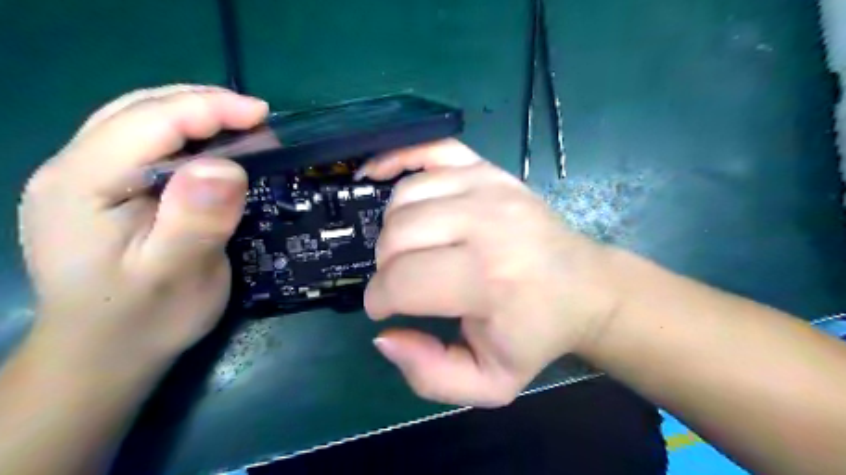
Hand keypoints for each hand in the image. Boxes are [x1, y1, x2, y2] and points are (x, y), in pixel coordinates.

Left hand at [19, 83, 265, 375]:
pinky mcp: (103, 190)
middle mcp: (72, 169)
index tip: (263, 115)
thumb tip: (227, 167)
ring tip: (242, 126)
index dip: (209, 108)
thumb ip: (197, 220)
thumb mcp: (177, 276)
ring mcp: (83, 178)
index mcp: (82, 185)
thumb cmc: (144, 319)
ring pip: (140, 121)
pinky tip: (212, 150)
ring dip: (195, 115)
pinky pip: (145, 144)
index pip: (149, 121)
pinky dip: (185, 135)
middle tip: (258, 119)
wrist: (106, 353)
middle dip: (204, 104)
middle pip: (140, 110)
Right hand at [364, 140, 619, 406]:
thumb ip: (430, 375)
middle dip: (385, 266)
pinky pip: (430, 149)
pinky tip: (379, 174)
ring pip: (404, 197)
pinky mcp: (489, 169)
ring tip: (408, 249)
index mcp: (489, 280)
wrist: (585, 287)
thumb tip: (384, 337)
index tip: (385, 309)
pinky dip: (398, 159)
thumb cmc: (536, 334)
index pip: (403, 281)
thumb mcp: (489, 382)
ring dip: (392, 229)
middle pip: (397, 235)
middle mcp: (486, 224)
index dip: (380, 299)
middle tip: (400, 281)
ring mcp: (488, 186)